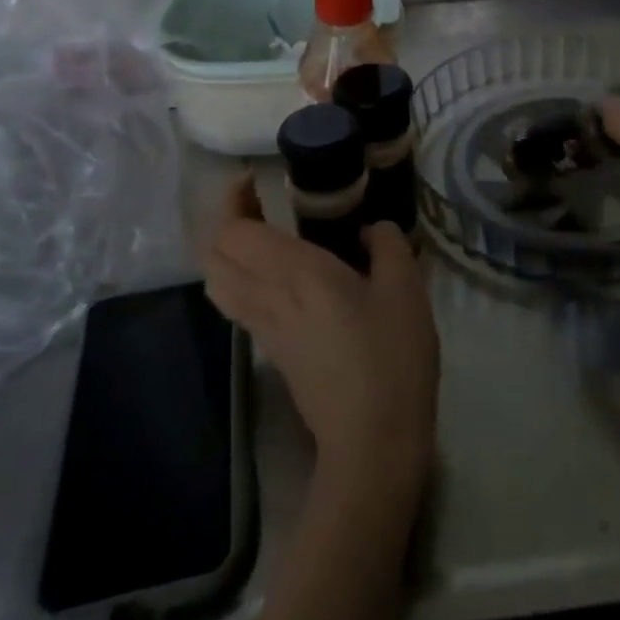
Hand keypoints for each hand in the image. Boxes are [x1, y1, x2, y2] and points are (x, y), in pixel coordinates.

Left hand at [203, 177, 439, 503]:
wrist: (374, 438)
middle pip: (212, 255)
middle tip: (259, 203)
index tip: (254, 180)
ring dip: (228, 251)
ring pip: (217, 282)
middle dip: (224, 221)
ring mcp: (263, 328)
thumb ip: (387, 243)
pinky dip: (240, 277)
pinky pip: (237, 303)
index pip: (232, 231)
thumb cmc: (391, 355)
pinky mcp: (272, 351)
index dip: (231, 200)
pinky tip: (278, 275)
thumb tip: (368, 230)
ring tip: (261, 234)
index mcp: (295, 273)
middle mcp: (267, 297)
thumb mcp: (406, 287)